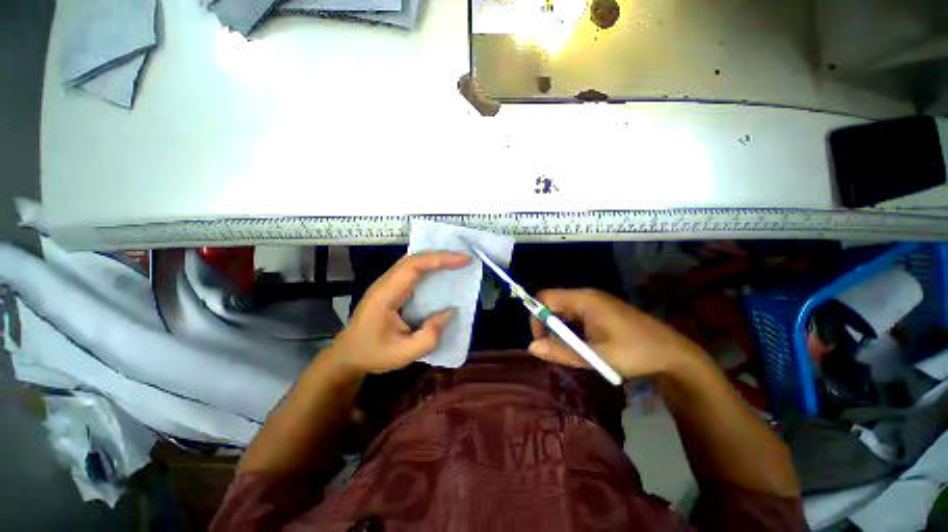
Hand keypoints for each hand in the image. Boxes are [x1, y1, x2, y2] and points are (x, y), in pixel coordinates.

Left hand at [329, 251, 469, 376]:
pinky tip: (440, 271)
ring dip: (435, 259)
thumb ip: (430, 336)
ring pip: (412, 262)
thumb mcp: (404, 354)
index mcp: (386, 294)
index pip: (413, 266)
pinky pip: (411, 271)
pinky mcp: (390, 288)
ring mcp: (386, 284)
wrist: (348, 355)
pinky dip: (429, 267)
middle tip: (464, 259)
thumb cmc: (373, 354)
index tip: (463, 260)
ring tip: (456, 262)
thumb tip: (450, 312)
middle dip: (440, 256)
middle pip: (413, 259)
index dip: (439, 259)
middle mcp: (385, 283)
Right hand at [527, 289, 705, 378]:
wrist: (673, 354)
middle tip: (557, 351)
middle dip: (548, 326)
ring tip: (572, 352)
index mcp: (584, 299)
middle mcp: (586, 296)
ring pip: (563, 311)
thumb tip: (530, 348)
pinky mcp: (600, 311)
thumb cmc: (635, 353)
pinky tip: (583, 347)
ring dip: (561, 331)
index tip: (542, 341)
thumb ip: (561, 351)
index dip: (536, 316)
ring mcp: (594, 303)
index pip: (545, 297)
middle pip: (553, 303)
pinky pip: (575, 316)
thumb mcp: (596, 356)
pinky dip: (572, 331)